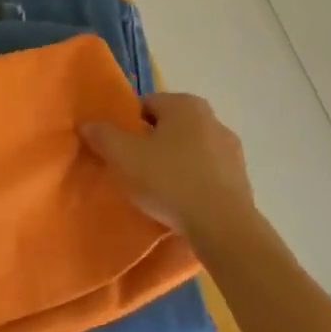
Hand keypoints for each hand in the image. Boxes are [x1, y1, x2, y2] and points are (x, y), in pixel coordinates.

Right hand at [82, 92, 251, 239]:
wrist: (223, 227)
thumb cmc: (169, 180)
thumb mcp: (123, 155)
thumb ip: (102, 135)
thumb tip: (88, 125)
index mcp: (185, 104)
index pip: (145, 105)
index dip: (127, 125)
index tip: (119, 148)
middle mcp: (212, 118)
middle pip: (168, 126)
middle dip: (151, 143)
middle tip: (133, 167)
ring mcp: (231, 150)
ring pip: (189, 149)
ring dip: (173, 162)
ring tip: (156, 188)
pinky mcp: (242, 179)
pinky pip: (206, 173)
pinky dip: (192, 181)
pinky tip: (180, 201)